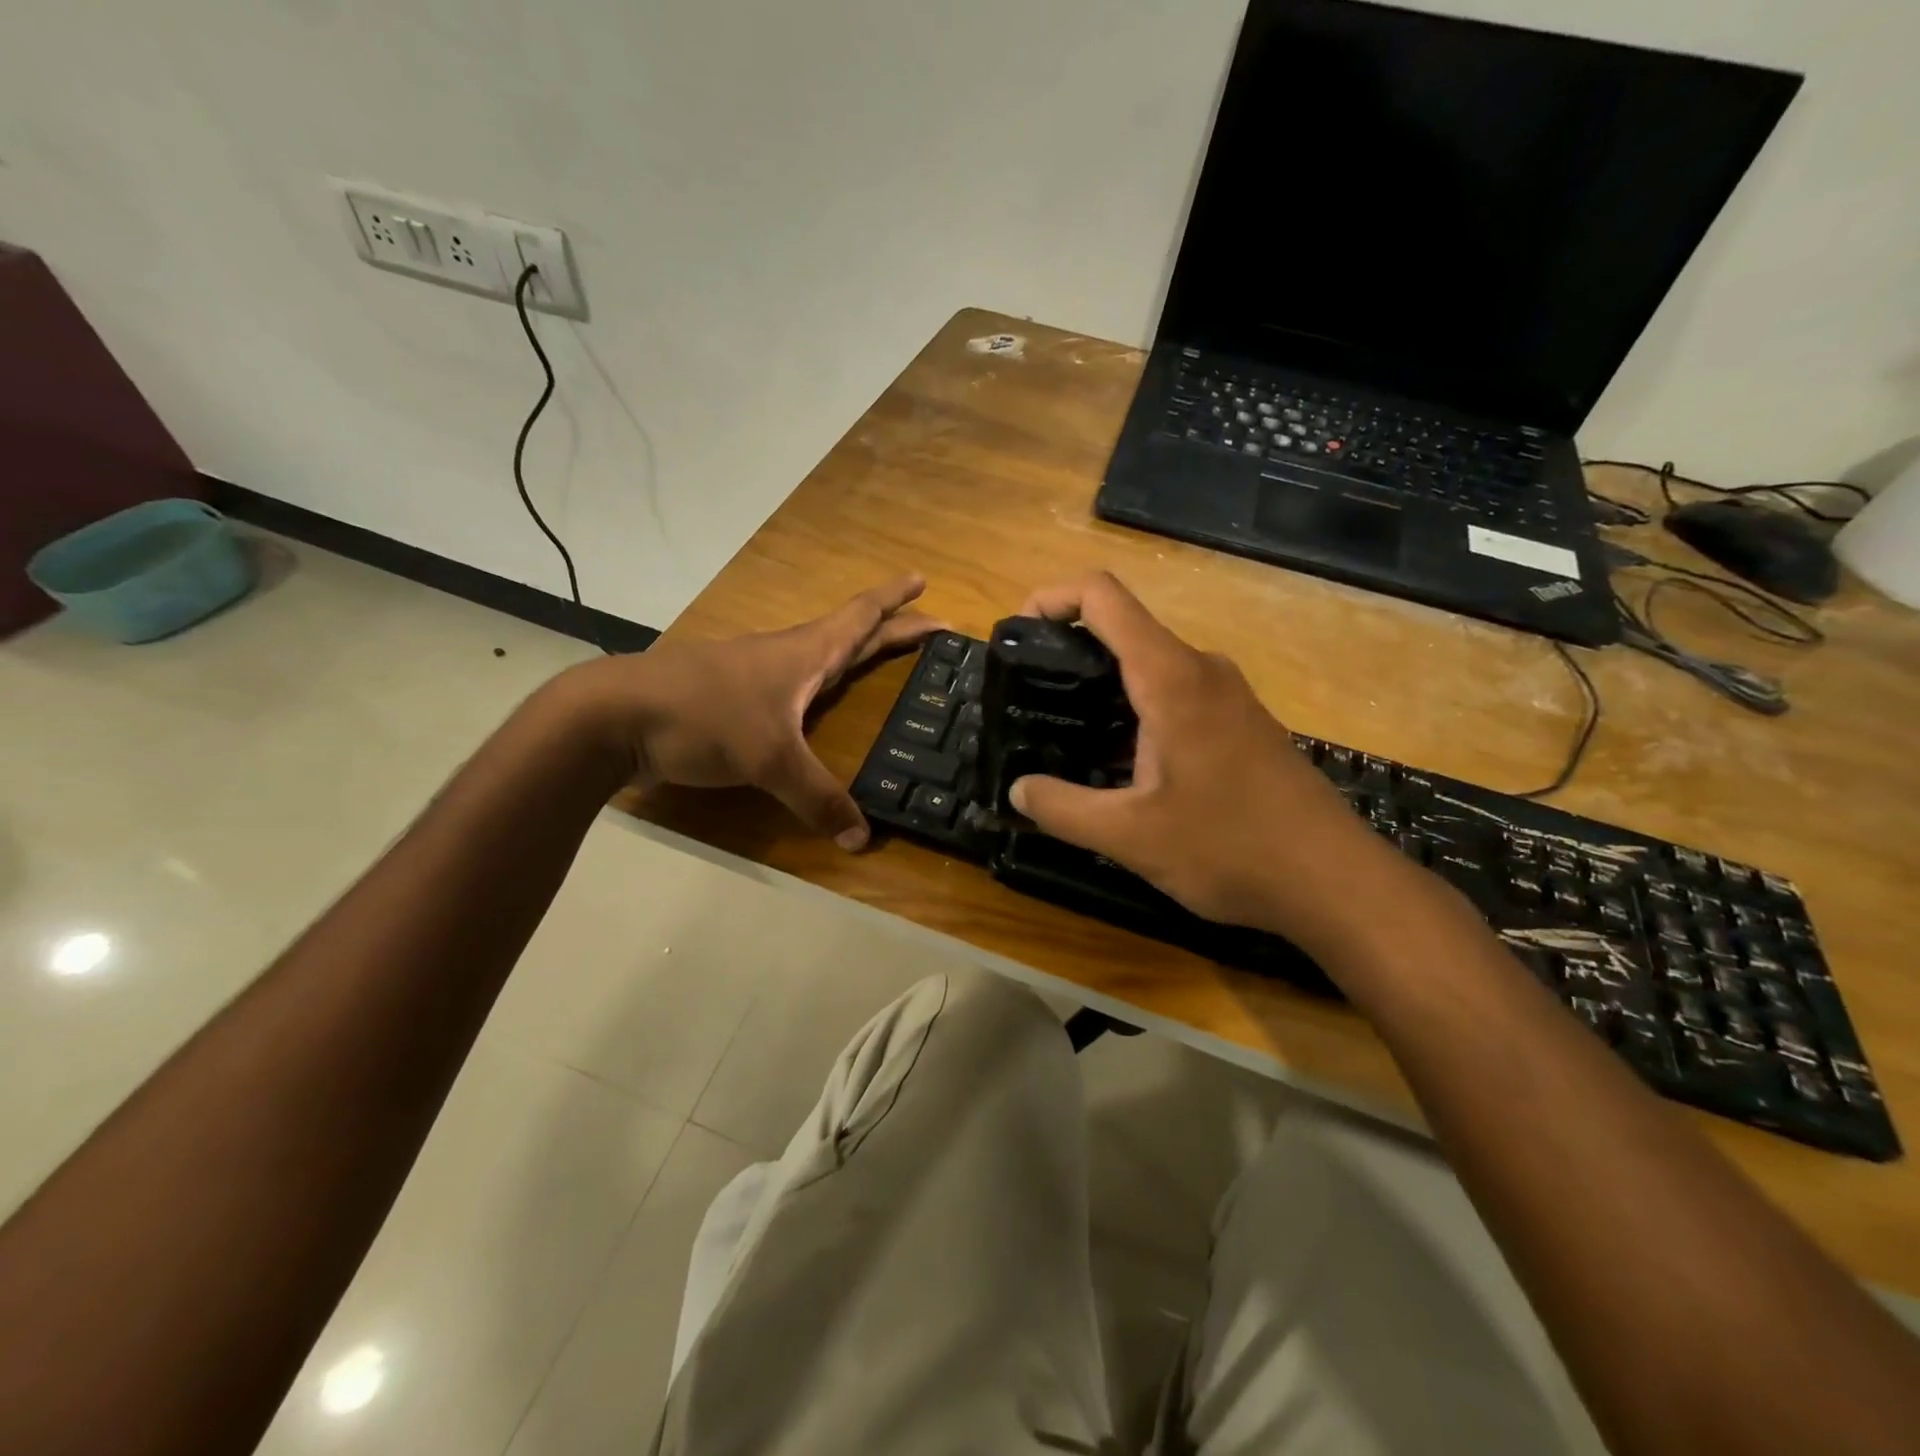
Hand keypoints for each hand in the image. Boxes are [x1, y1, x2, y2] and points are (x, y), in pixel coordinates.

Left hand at [568, 575, 938, 848]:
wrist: (616, 716)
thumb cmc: (704, 716)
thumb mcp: (770, 759)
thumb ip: (817, 798)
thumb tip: (861, 840)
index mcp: (805, 653)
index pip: (861, 616)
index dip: (896, 601)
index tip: (924, 580)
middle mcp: (786, 656)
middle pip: (850, 634)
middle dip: (891, 629)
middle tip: (930, 628)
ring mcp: (757, 676)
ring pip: (819, 657)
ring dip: (854, 654)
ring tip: (879, 662)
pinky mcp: (734, 700)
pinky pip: (793, 686)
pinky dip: (820, 686)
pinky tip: (816, 707)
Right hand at [1007, 572, 1404, 948]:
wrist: (1334, 881)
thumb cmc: (1230, 847)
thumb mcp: (1130, 835)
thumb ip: (1062, 808)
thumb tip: (1017, 789)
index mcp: (1171, 677)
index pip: (1103, 597)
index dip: (1051, 598)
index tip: (1017, 635)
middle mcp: (1201, 670)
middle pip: (1123, 630)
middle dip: (1068, 654)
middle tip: (1030, 700)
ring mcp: (1226, 696)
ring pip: (1149, 668)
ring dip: (1102, 692)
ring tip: (1063, 737)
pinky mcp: (1240, 723)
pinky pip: (1174, 697)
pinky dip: (1134, 714)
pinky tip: (1118, 768)